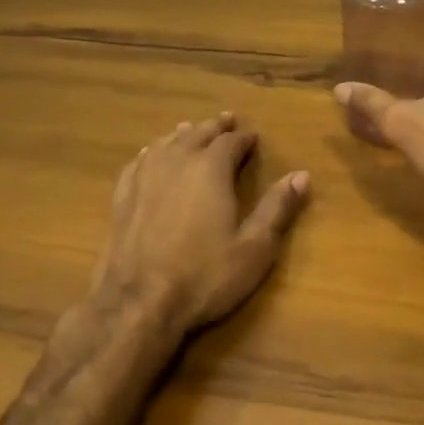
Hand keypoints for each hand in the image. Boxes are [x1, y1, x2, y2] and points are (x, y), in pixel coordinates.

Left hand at [94, 113, 310, 335]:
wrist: (137, 303)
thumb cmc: (204, 276)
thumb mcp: (254, 247)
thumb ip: (277, 208)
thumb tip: (301, 174)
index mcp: (211, 168)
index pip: (231, 141)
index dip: (244, 137)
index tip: (253, 136)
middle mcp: (177, 161)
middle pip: (198, 134)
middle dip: (216, 128)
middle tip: (226, 121)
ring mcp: (145, 176)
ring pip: (167, 142)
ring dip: (184, 135)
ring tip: (191, 130)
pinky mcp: (122, 196)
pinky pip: (139, 161)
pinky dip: (151, 152)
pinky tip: (150, 155)